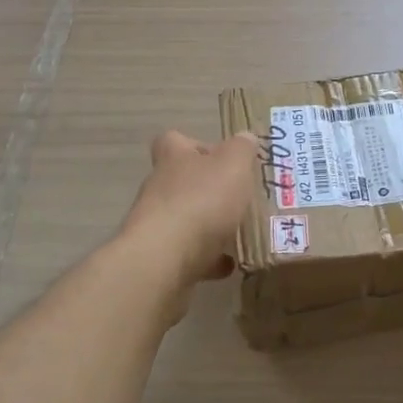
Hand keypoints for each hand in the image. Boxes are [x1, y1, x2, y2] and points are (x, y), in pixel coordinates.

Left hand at [119, 130, 257, 315]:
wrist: (165, 259)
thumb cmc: (202, 200)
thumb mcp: (233, 164)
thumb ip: (242, 149)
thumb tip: (245, 138)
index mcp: (174, 159)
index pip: (174, 141)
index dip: (195, 145)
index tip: (220, 156)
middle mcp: (160, 188)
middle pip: (181, 181)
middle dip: (208, 189)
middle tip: (239, 196)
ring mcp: (157, 225)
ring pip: (186, 218)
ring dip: (209, 225)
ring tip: (239, 232)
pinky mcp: (161, 257)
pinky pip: (189, 254)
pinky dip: (208, 258)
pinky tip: (229, 264)